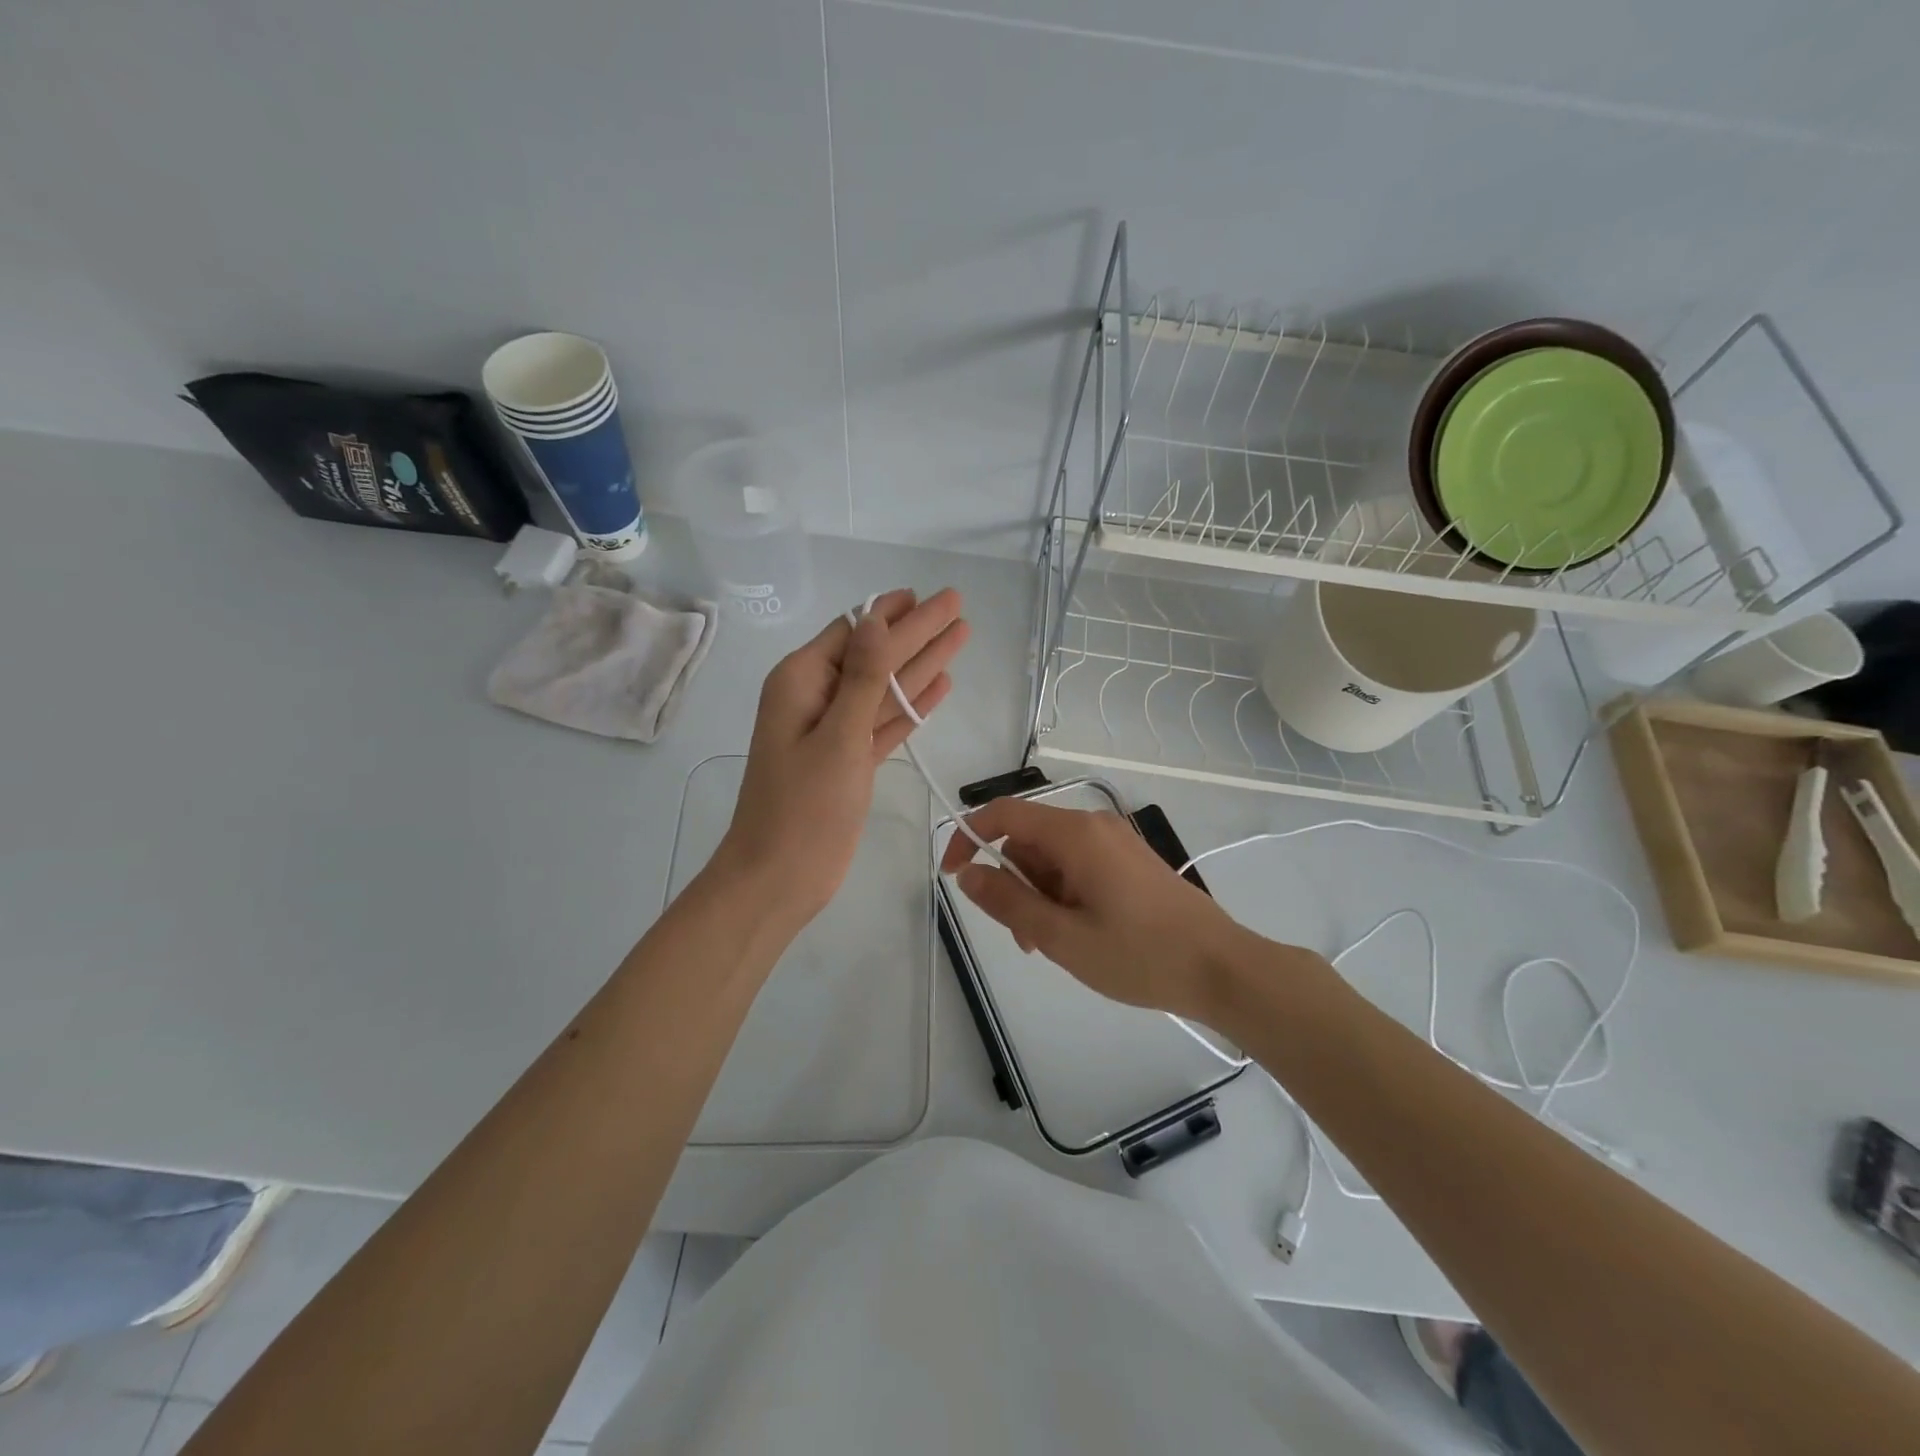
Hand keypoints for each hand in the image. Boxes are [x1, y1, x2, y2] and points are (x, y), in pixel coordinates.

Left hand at [716, 588, 968, 929]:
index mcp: (802, 681)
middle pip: (877, 655)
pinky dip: (912, 706)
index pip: (856, 631)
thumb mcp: (837, 736)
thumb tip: (876, 618)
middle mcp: (817, 698)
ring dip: (922, 665)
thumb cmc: (803, 807)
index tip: (930, 594)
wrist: (780, 877)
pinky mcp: (850, 760)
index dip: (895, 612)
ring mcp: (834, 731)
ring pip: (886, 687)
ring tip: (960, 637)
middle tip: (957, 606)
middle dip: (918, 632)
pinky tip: (940, 687)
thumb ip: (863, 677)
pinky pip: (886, 721)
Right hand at [939, 797, 1250, 1021]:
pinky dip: (1065, 895)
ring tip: (1053, 945)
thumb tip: (967, 873)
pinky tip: (1078, 934)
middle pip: (1029, 840)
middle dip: (1013, 883)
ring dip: (1039, 895)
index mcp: (1075, 834)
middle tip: (1022, 937)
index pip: (1004, 814)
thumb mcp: (1061, 936)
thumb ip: (1008, 901)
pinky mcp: (1130, 862)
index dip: (968, 837)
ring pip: (1053, 858)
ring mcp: (1116, 842)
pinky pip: (1079, 867)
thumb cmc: (1139, 954)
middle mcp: (1094, 826)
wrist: (1222, 968)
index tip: (953, 875)